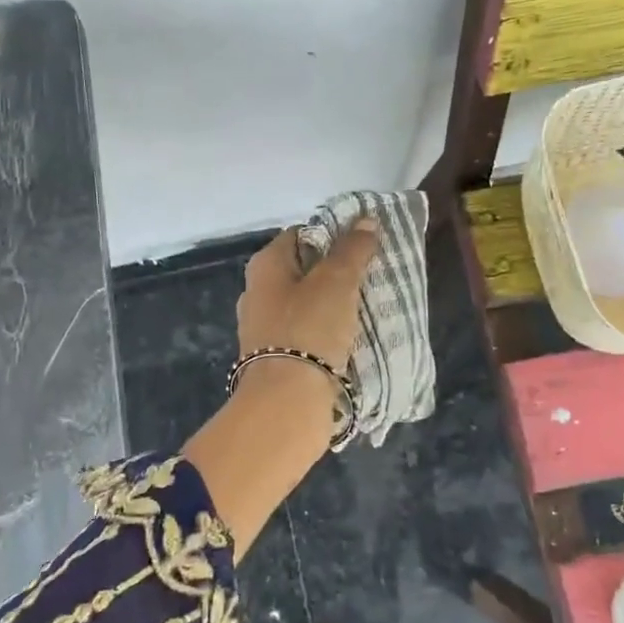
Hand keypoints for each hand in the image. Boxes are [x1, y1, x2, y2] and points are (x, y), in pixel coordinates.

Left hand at [236, 219, 379, 374]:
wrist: (286, 401)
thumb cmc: (309, 329)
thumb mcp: (337, 281)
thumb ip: (352, 250)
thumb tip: (366, 220)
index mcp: (264, 265)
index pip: (299, 235)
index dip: (330, 236)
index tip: (361, 248)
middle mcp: (256, 292)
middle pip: (301, 270)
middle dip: (332, 272)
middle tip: (367, 278)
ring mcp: (262, 328)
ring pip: (303, 304)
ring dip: (330, 305)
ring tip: (363, 309)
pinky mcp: (272, 359)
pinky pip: (303, 334)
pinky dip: (323, 333)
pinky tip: (347, 340)